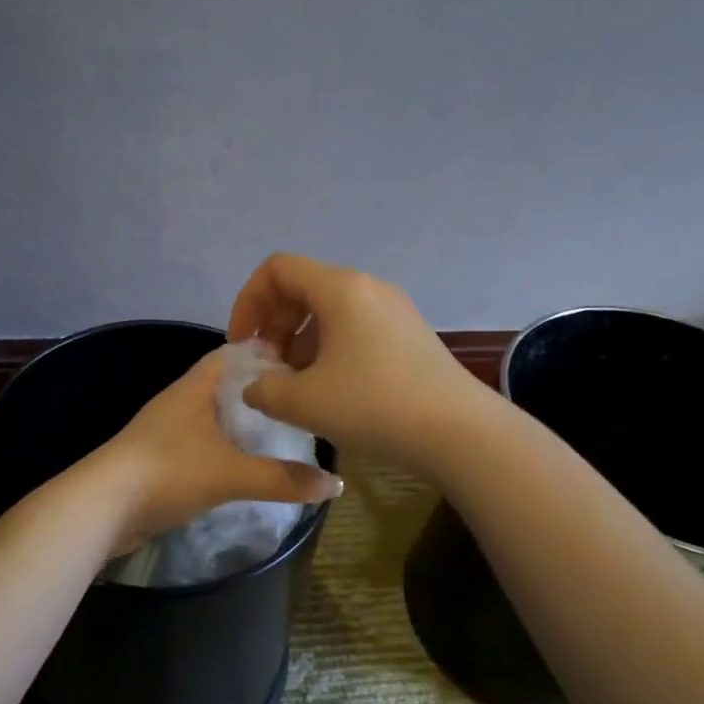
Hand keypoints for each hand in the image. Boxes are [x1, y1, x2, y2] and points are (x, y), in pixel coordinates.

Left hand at [87, 347, 341, 553]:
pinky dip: (227, 449)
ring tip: (286, 435)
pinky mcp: (161, 459)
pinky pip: (203, 444)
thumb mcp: (231, 475)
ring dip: (245, 424)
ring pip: (215, 417)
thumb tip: (336, 484)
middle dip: (263, 394)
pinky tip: (249, 465)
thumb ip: (283, 479)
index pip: (236, 353)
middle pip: (228, 386)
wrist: (102, 508)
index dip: (270, 354)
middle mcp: (181, 400)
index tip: (307, 367)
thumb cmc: (168, 473)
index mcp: (196, 386)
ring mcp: (168, 430)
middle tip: (304, 405)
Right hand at [227, 252, 489, 474]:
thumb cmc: (374, 406)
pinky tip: (329, 390)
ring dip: (299, 341)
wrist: (460, 433)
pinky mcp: (408, 335)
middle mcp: (367, 288)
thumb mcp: (303, 402)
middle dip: (273, 325)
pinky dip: (328, 350)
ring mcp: (393, 310)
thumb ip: (263, 389)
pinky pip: (354, 328)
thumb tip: (256, 386)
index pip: (277, 270)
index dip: (248, 302)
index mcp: (340, 288)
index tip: (244, 345)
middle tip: (267, 368)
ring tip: (294, 385)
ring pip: (328, 311)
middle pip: (302, 288)